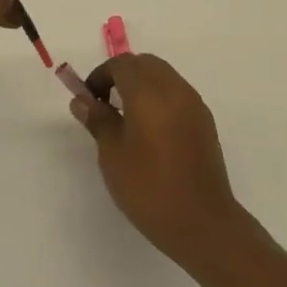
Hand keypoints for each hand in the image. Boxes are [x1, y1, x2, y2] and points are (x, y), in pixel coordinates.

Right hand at [71, 54, 248, 261]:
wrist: (201, 222)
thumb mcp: (112, 154)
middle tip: (105, 103)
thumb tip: (82, 100)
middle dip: (122, 74)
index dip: (101, 75)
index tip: (89, 100)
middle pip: (145, 63)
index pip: (121, 64)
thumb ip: (98, 120)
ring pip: (164, 76)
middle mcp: (174, 89)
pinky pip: (178, 93)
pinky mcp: (205, 121)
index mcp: (149, 92)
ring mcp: (194, 104)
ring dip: (142, 84)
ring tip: (127, 117)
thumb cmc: (149, 187)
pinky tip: (151, 130)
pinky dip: (160, 97)